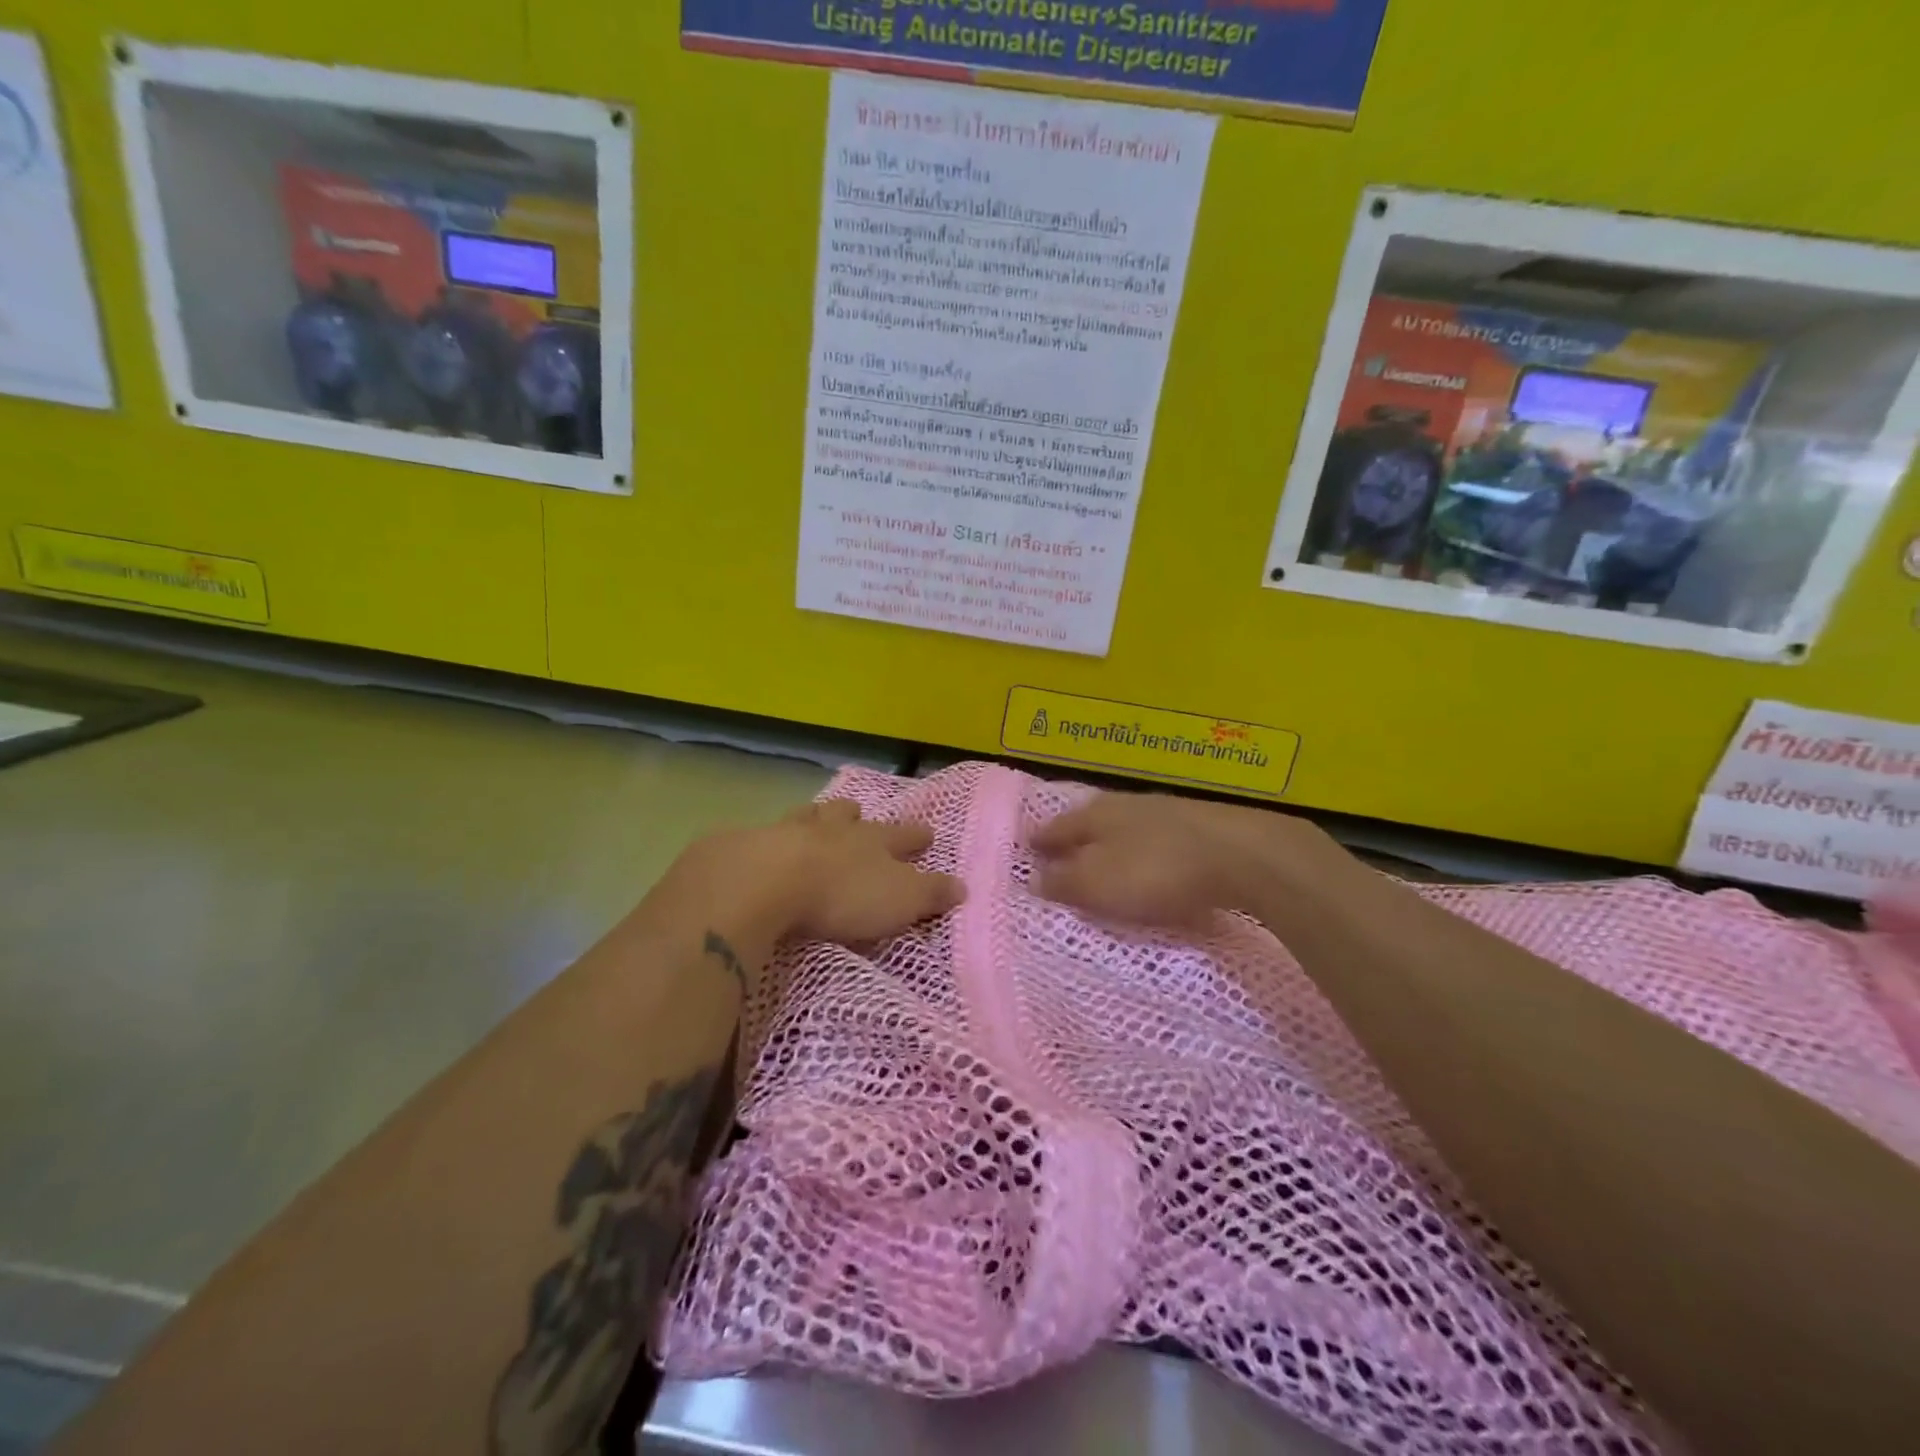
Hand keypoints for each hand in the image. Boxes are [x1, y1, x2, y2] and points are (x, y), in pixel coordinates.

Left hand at [686, 798, 963, 946]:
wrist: (765, 881)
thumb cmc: (842, 894)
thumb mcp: (900, 900)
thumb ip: (931, 893)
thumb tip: (962, 886)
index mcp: (872, 841)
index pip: (903, 836)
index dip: (916, 836)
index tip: (927, 833)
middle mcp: (833, 829)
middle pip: (849, 816)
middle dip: (858, 817)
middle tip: (860, 815)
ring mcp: (788, 832)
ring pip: (808, 817)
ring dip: (816, 818)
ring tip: (816, 818)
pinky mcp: (748, 845)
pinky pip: (764, 836)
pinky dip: (769, 840)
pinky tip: (763, 847)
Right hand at [1031, 791, 1346, 932]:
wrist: (1242, 855)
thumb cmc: (1156, 871)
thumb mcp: (1098, 883)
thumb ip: (1064, 882)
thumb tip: (1034, 878)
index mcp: (1096, 814)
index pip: (1057, 827)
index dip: (1040, 840)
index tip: (1027, 847)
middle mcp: (1126, 804)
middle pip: (1090, 820)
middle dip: (1074, 837)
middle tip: (1059, 851)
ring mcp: (1166, 811)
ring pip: (1125, 825)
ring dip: (1110, 842)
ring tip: (1101, 857)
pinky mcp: (1199, 826)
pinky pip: (1156, 837)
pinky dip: (1143, 849)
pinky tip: (1150, 860)